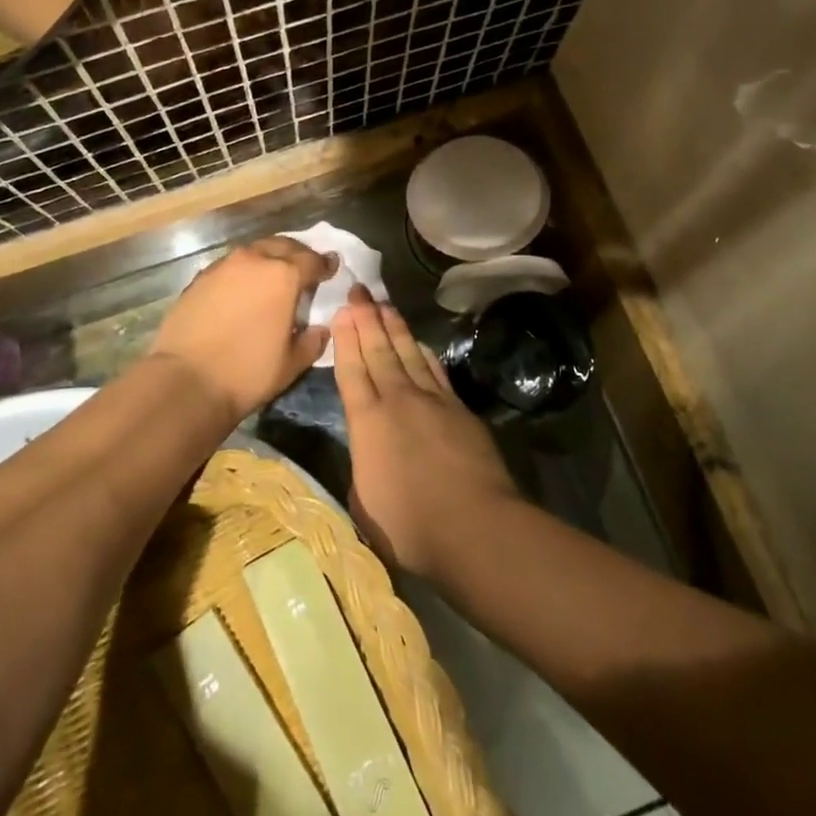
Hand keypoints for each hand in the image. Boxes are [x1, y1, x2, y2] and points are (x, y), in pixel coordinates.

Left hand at [149, 238, 337, 420]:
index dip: (325, 265)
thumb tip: (320, 329)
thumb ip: (312, 341)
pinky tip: (242, 289)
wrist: (186, 380)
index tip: (331, 268)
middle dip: (297, 254)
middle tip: (304, 268)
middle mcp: (253, 261)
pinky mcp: (199, 278)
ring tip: (273, 276)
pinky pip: (230, 266)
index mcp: (283, 276)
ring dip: (268, 259)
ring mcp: (222, 266)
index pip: (311, 260)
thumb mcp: (291, 364)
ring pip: (254, 251)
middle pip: (282, 246)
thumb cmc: (247, 373)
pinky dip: (243, 271)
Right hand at [333, 286, 520, 578]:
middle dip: (367, 318)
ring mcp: (431, 400)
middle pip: (379, 350)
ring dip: (394, 327)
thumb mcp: (364, 501)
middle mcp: (396, 400)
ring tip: (384, 305)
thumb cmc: (408, 525)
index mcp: (366, 422)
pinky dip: (424, 352)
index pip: (351, 370)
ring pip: (408, 353)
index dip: (346, 339)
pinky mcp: (459, 408)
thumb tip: (367, 451)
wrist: (473, 524)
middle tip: (360, 291)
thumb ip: (362, 467)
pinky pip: (435, 370)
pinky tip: (418, 342)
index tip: (342, 312)